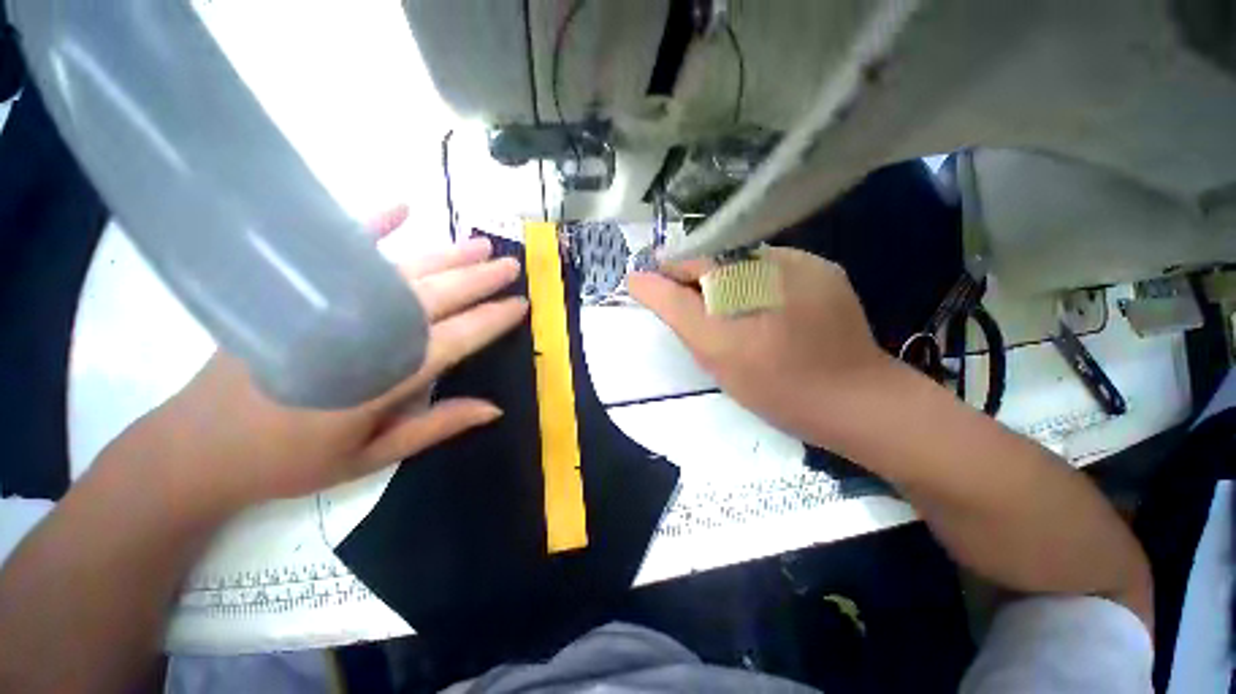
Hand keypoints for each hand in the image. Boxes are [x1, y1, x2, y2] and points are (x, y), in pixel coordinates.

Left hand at [112, 233, 527, 514]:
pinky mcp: (294, 290)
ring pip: (402, 272)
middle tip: (511, 265)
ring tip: (480, 245)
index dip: (492, 320)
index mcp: (383, 378)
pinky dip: (373, 226)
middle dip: (479, 280)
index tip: (520, 304)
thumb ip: (436, 425)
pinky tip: (402, 208)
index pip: (455, 339)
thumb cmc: (292, 461)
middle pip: (434, 297)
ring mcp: (326, 305)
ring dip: (446, 256)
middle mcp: (361, 332)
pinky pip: (342, 250)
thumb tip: (495, 407)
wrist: (198, 448)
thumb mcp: (372, 457)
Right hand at [628, 248, 894, 442]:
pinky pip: (773, 266)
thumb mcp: (713, 354)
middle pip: (714, 256)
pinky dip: (758, 283)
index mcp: (738, 285)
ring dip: (728, 281)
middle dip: (698, 280)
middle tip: (701, 315)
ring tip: (737, 317)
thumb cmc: (775, 387)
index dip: (669, 273)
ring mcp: (803, 260)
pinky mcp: (824, 267)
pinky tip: (768, 312)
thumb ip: (674, 310)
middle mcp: (769, 261)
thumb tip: (639, 280)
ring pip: (743, 261)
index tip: (661, 293)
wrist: (854, 400)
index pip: (686, 261)